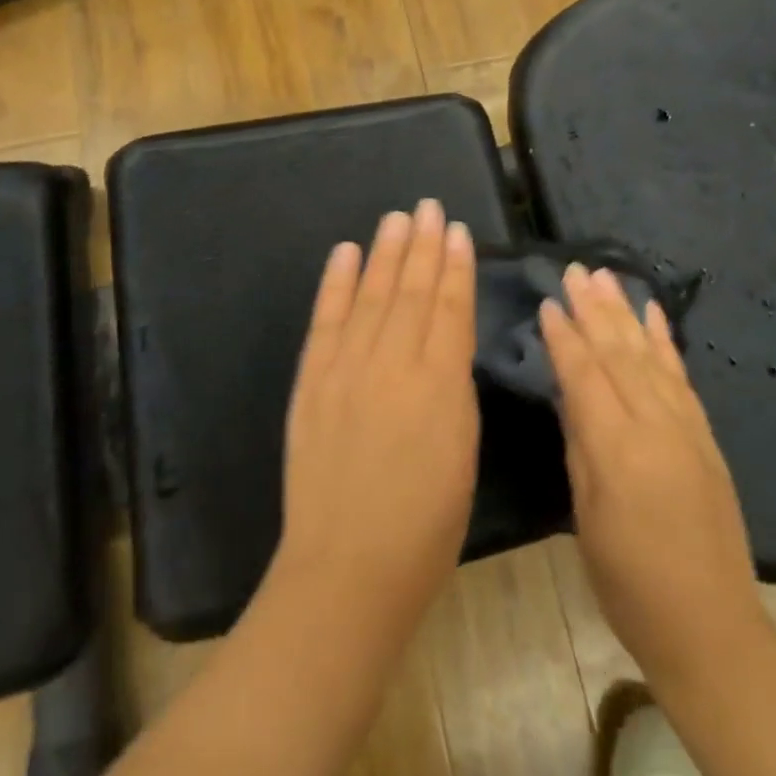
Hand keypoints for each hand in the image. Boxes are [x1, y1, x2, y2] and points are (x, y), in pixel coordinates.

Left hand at [269, 200, 479, 647]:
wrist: (348, 567)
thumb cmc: (426, 523)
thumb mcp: (463, 450)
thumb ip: (454, 387)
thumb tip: (447, 341)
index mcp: (440, 383)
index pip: (449, 308)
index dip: (454, 267)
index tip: (458, 231)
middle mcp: (393, 363)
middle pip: (410, 291)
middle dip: (422, 246)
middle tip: (429, 207)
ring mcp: (347, 368)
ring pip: (371, 295)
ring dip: (384, 253)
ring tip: (396, 218)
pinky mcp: (312, 380)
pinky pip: (326, 321)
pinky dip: (335, 283)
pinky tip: (345, 253)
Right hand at [540, 266, 765, 691]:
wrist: (710, 624)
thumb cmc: (629, 582)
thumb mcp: (586, 516)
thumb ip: (580, 445)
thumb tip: (569, 393)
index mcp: (616, 448)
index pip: (584, 375)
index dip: (564, 336)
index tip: (548, 301)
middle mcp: (654, 424)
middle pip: (618, 353)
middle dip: (593, 308)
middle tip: (575, 269)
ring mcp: (685, 426)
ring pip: (649, 354)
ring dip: (625, 312)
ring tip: (606, 276)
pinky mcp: (705, 434)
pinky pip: (682, 375)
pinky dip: (665, 339)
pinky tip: (654, 313)